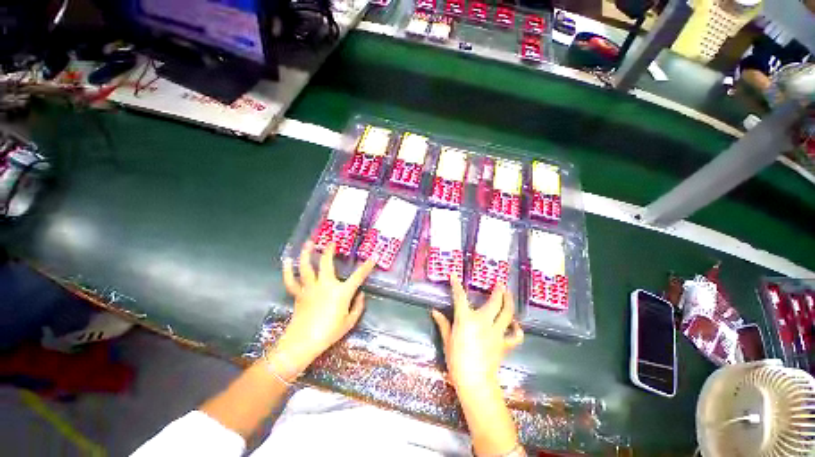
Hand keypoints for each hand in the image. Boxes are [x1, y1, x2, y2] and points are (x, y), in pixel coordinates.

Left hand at [278, 241, 375, 369]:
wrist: (302, 343)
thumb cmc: (329, 333)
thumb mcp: (349, 322)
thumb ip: (358, 307)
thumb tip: (362, 295)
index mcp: (341, 292)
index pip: (358, 276)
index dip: (367, 266)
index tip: (373, 257)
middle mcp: (326, 285)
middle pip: (327, 263)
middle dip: (330, 251)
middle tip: (332, 242)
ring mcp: (310, 288)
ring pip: (307, 266)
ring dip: (307, 253)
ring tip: (309, 243)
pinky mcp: (298, 293)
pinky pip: (291, 280)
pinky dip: (287, 270)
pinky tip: (287, 260)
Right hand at [431, 276, 523, 392]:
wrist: (475, 382)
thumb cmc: (457, 360)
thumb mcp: (447, 340)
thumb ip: (443, 324)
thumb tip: (434, 311)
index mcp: (466, 319)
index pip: (460, 297)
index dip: (456, 285)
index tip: (454, 275)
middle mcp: (483, 321)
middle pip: (494, 302)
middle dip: (498, 291)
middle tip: (499, 283)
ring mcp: (496, 332)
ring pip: (507, 314)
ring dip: (509, 302)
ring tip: (508, 294)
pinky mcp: (504, 344)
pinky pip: (515, 335)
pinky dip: (517, 329)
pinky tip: (515, 325)